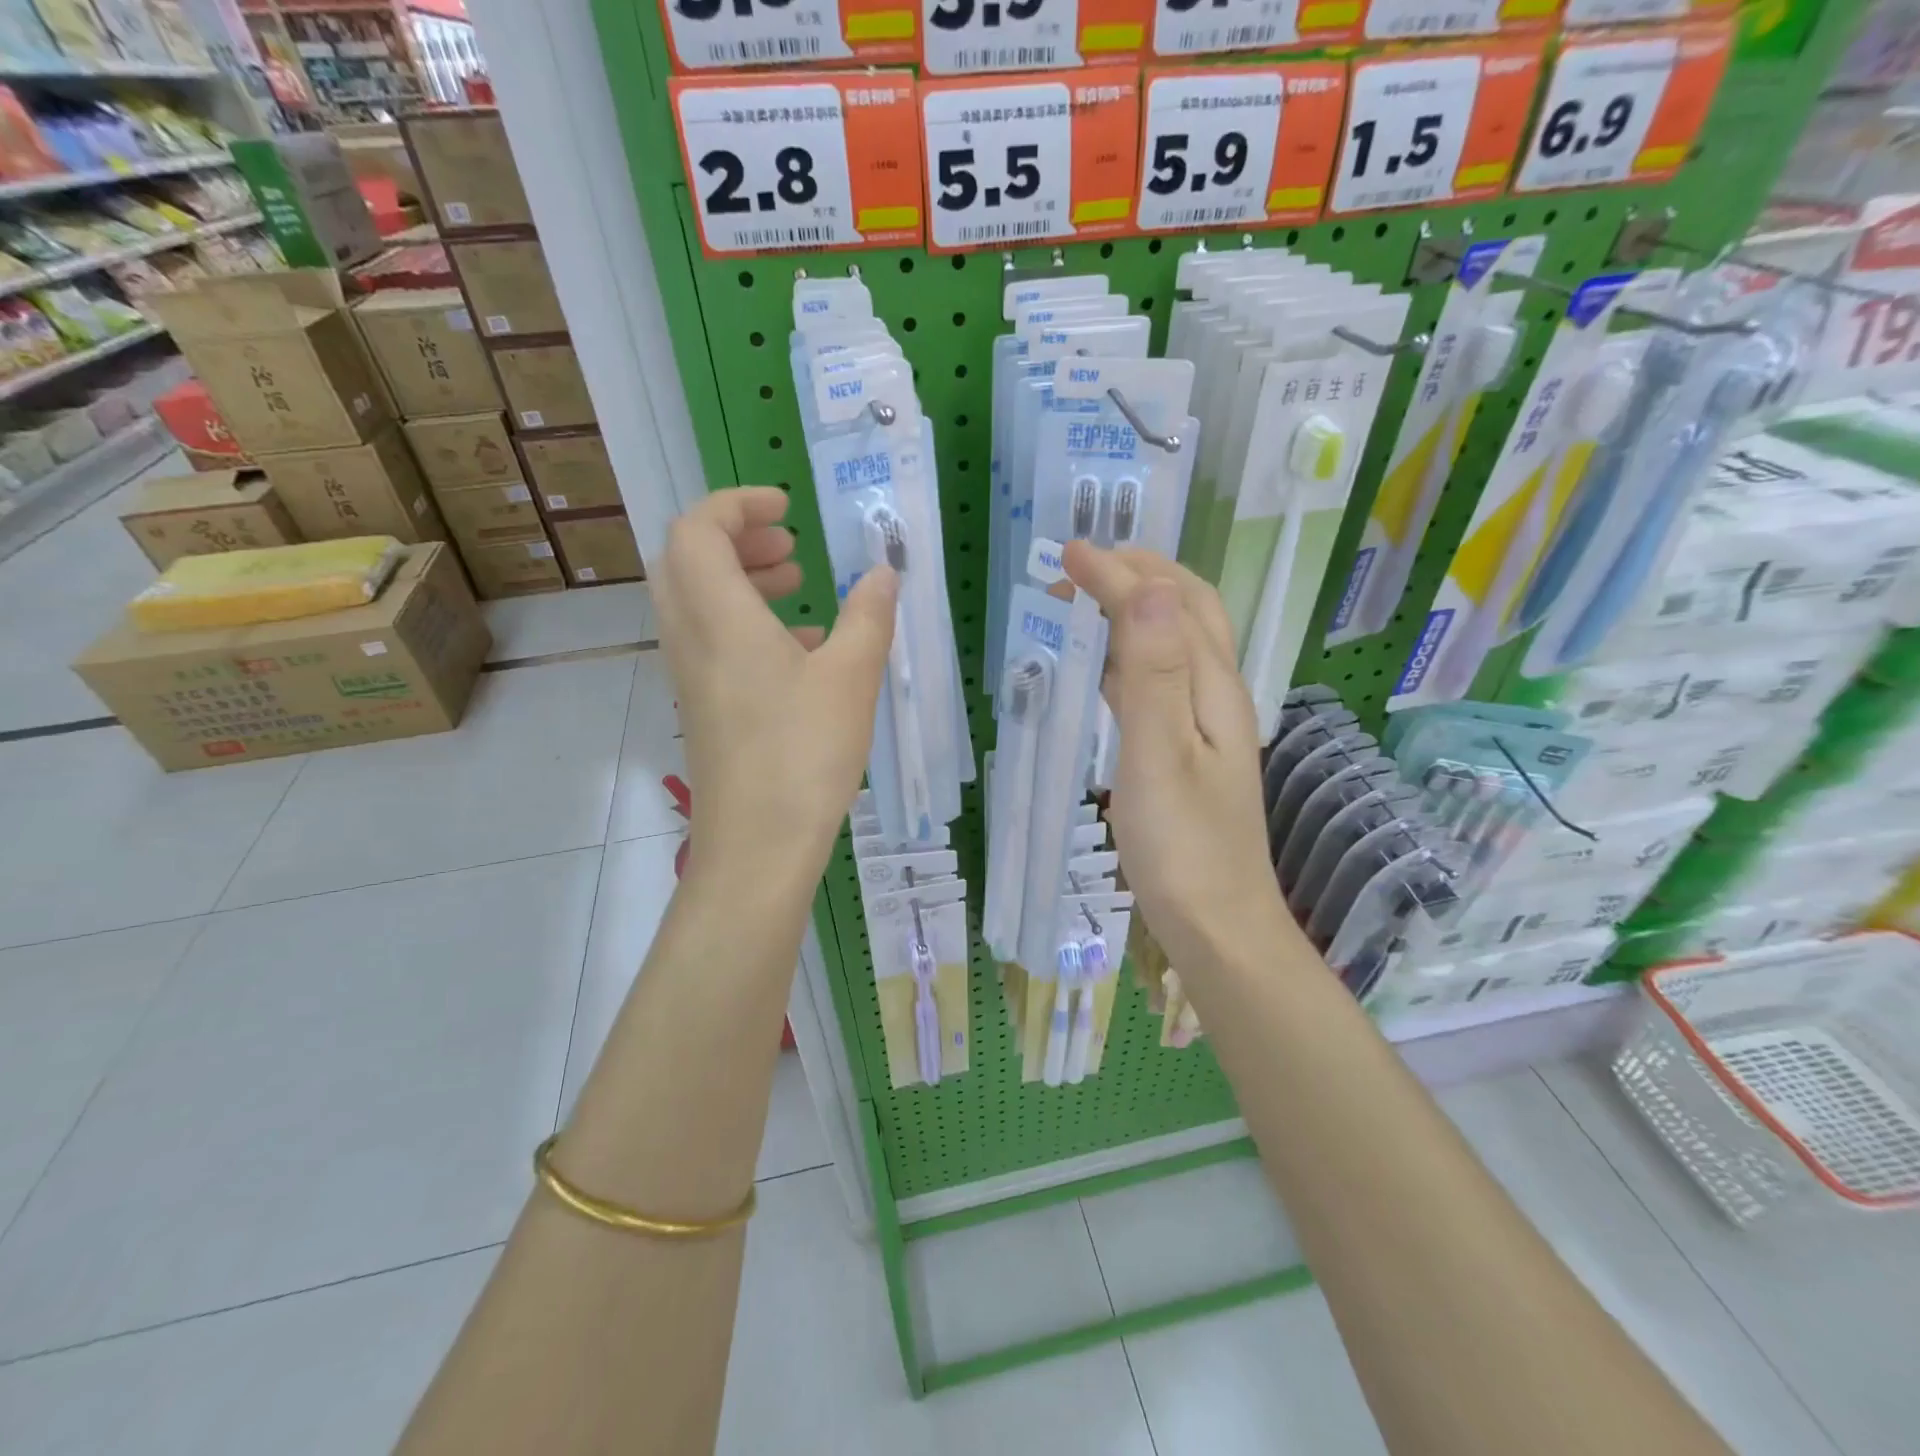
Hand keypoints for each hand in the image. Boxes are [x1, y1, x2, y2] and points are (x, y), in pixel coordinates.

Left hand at [654, 487, 896, 883]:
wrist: (757, 845)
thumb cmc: (804, 753)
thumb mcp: (851, 678)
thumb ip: (868, 616)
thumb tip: (883, 573)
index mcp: (720, 615)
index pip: (699, 528)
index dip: (737, 503)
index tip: (786, 507)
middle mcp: (690, 637)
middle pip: (687, 559)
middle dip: (736, 539)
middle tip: (790, 547)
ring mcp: (689, 675)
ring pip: (697, 601)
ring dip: (741, 581)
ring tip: (799, 589)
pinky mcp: (701, 706)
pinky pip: (710, 641)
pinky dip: (745, 624)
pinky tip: (801, 651)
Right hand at [1063, 542, 1291, 976]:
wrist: (1217, 926)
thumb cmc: (1183, 850)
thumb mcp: (1160, 757)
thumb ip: (1154, 673)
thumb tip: (1145, 587)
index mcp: (1213, 689)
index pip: (1168, 604)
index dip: (1118, 572)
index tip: (1066, 554)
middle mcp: (1217, 695)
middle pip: (1189, 609)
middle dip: (1139, 572)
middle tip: (1082, 563)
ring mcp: (1206, 724)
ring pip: (1176, 641)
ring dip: (1136, 606)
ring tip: (1088, 597)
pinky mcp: (1188, 751)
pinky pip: (1161, 679)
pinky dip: (1131, 653)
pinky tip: (1104, 668)